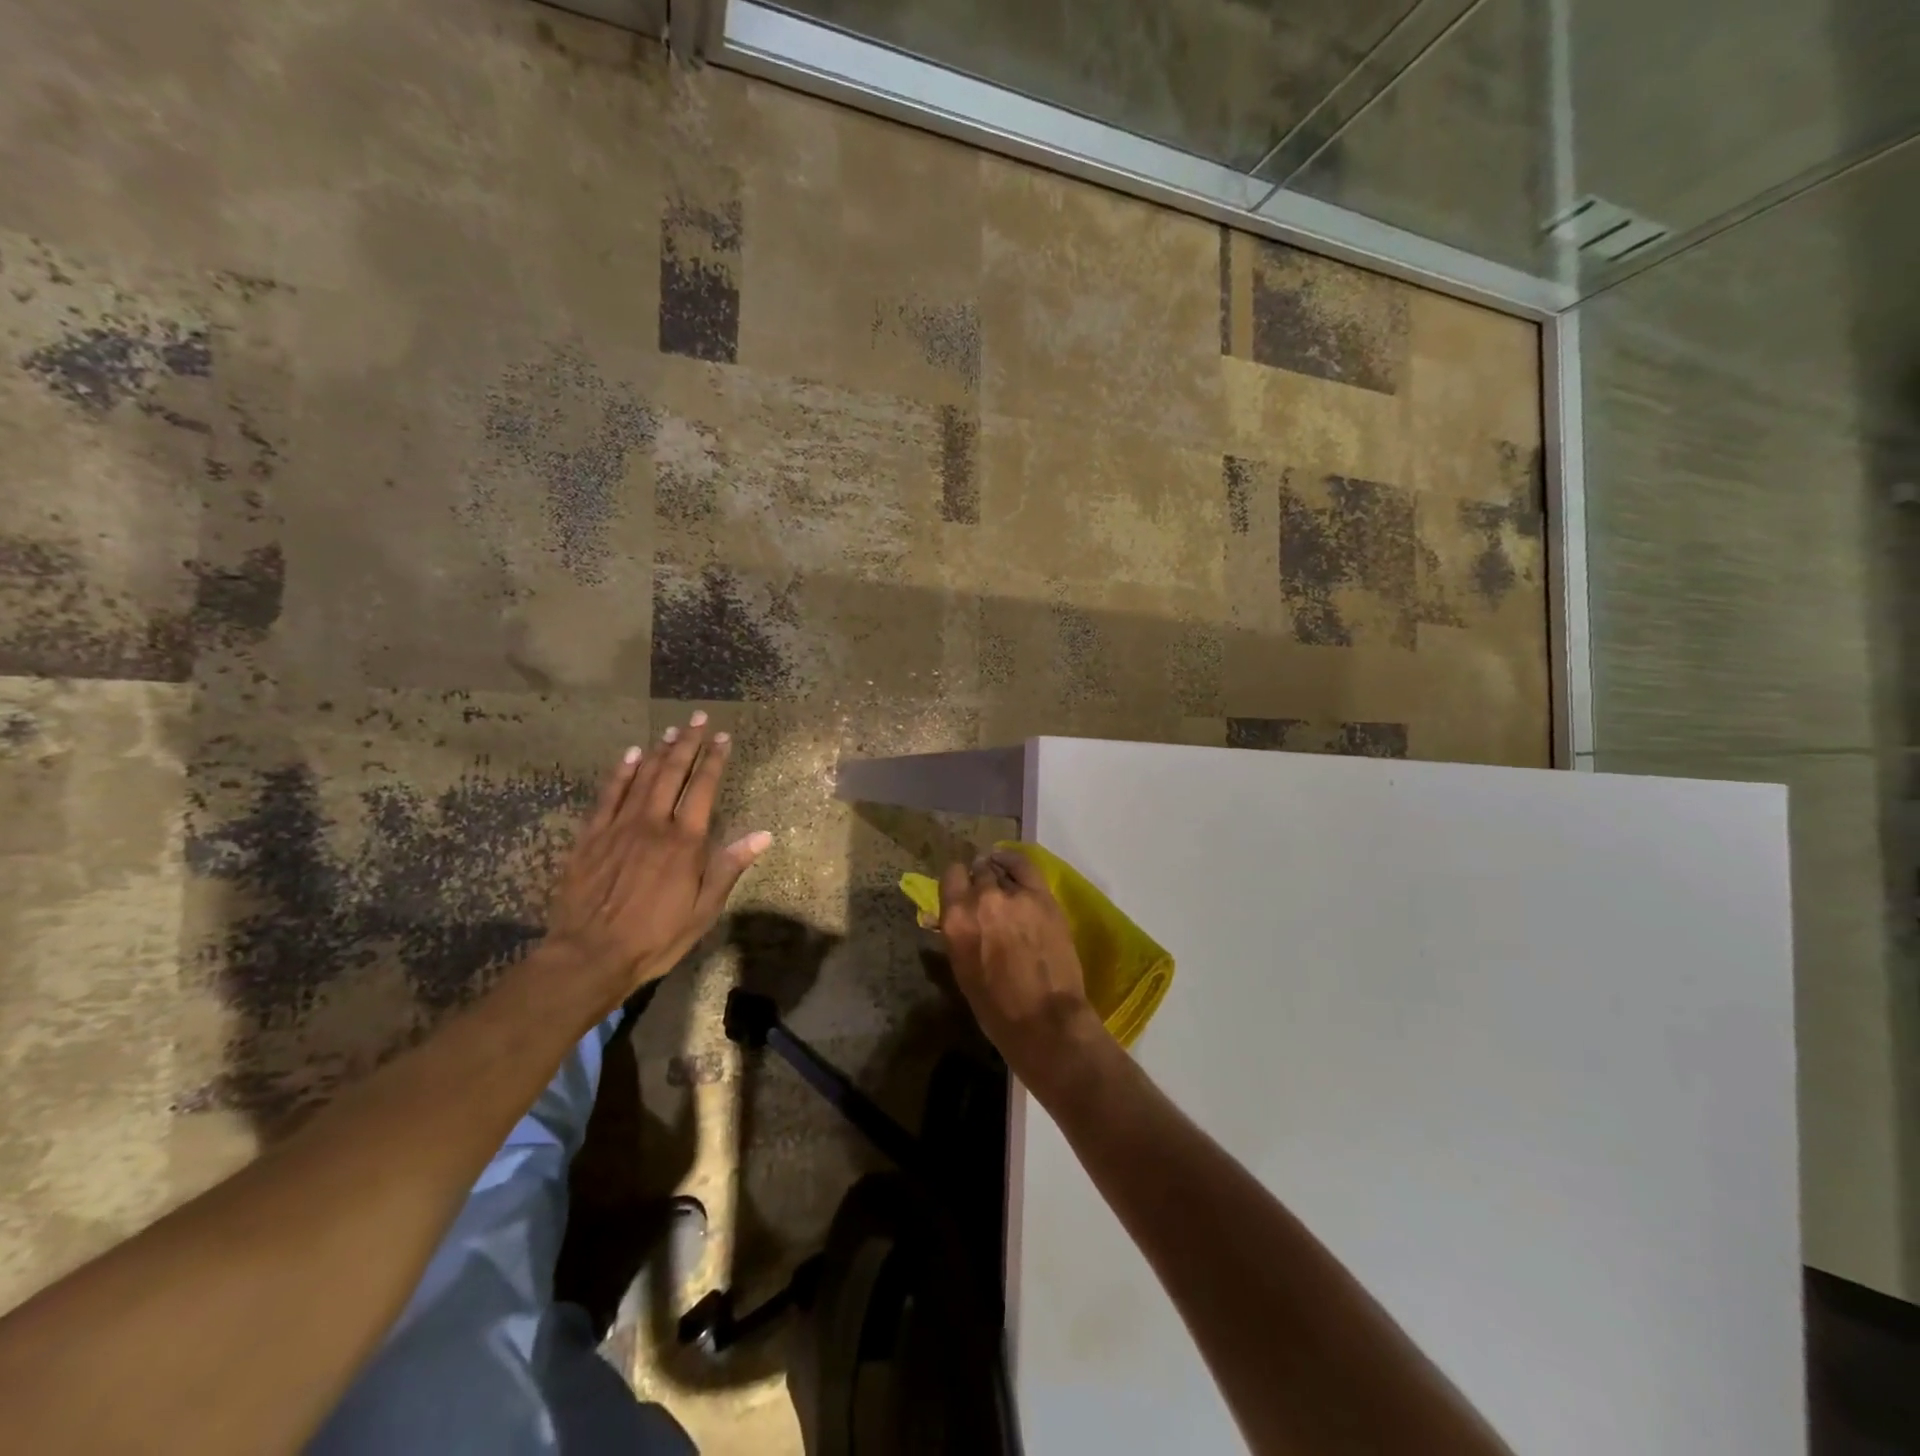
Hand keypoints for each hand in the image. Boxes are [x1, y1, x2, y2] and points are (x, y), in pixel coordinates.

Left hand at [543, 712, 771, 1006]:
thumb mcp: (704, 909)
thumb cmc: (656, 936)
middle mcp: (653, 824)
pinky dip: (621, 772)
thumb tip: (763, 835)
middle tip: (698, 718)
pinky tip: (630, 755)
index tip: (723, 737)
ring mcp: (619, 827)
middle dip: (688, 743)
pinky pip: (608, 795)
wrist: (590, 954)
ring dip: (659, 751)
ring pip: (642, 778)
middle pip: (673, 773)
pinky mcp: (591, 837)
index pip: (703, 788)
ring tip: (672, 729)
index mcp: (684, 841)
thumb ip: (729, 867)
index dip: (714, 760)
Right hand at [938, 850, 1106, 1093]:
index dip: (958, 882)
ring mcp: (1012, 895)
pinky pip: (1023, 866)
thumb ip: (958, 935)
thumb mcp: (963, 970)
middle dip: (980, 880)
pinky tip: (1012, 865)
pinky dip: (1014, 863)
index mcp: (955, 920)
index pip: (950, 878)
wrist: (1045, 1020)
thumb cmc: (997, 1009)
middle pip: (977, 871)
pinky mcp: (1040, 896)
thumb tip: (954, 919)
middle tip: (987, 894)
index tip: (963, 889)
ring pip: (999, 870)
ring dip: (998, 875)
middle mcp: (980, 899)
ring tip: (1003, 882)